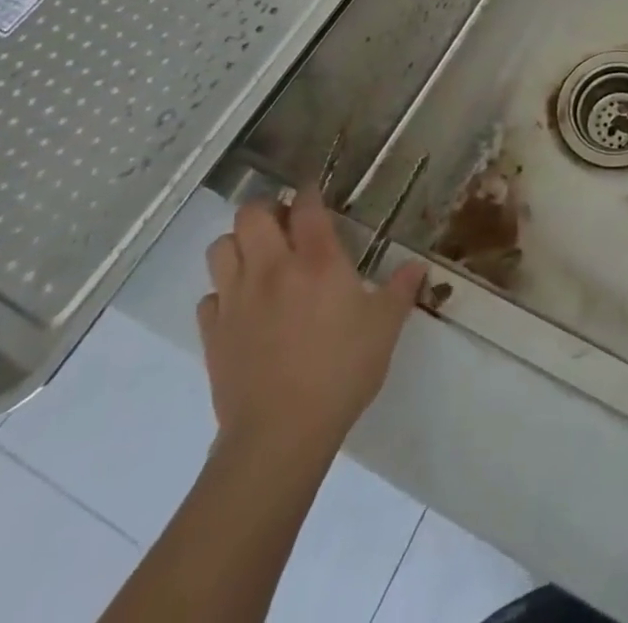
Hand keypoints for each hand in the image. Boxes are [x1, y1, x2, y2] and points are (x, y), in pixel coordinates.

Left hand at [198, 189, 425, 462]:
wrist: (280, 435)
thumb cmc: (341, 372)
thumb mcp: (384, 327)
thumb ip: (400, 290)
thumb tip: (417, 266)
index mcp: (318, 261)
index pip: (307, 207)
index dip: (309, 193)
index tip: (314, 193)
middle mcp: (272, 269)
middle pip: (252, 214)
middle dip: (267, 210)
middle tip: (284, 223)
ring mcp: (237, 300)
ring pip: (220, 248)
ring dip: (238, 244)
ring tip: (258, 257)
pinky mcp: (213, 333)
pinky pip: (209, 297)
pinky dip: (223, 292)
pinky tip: (242, 305)